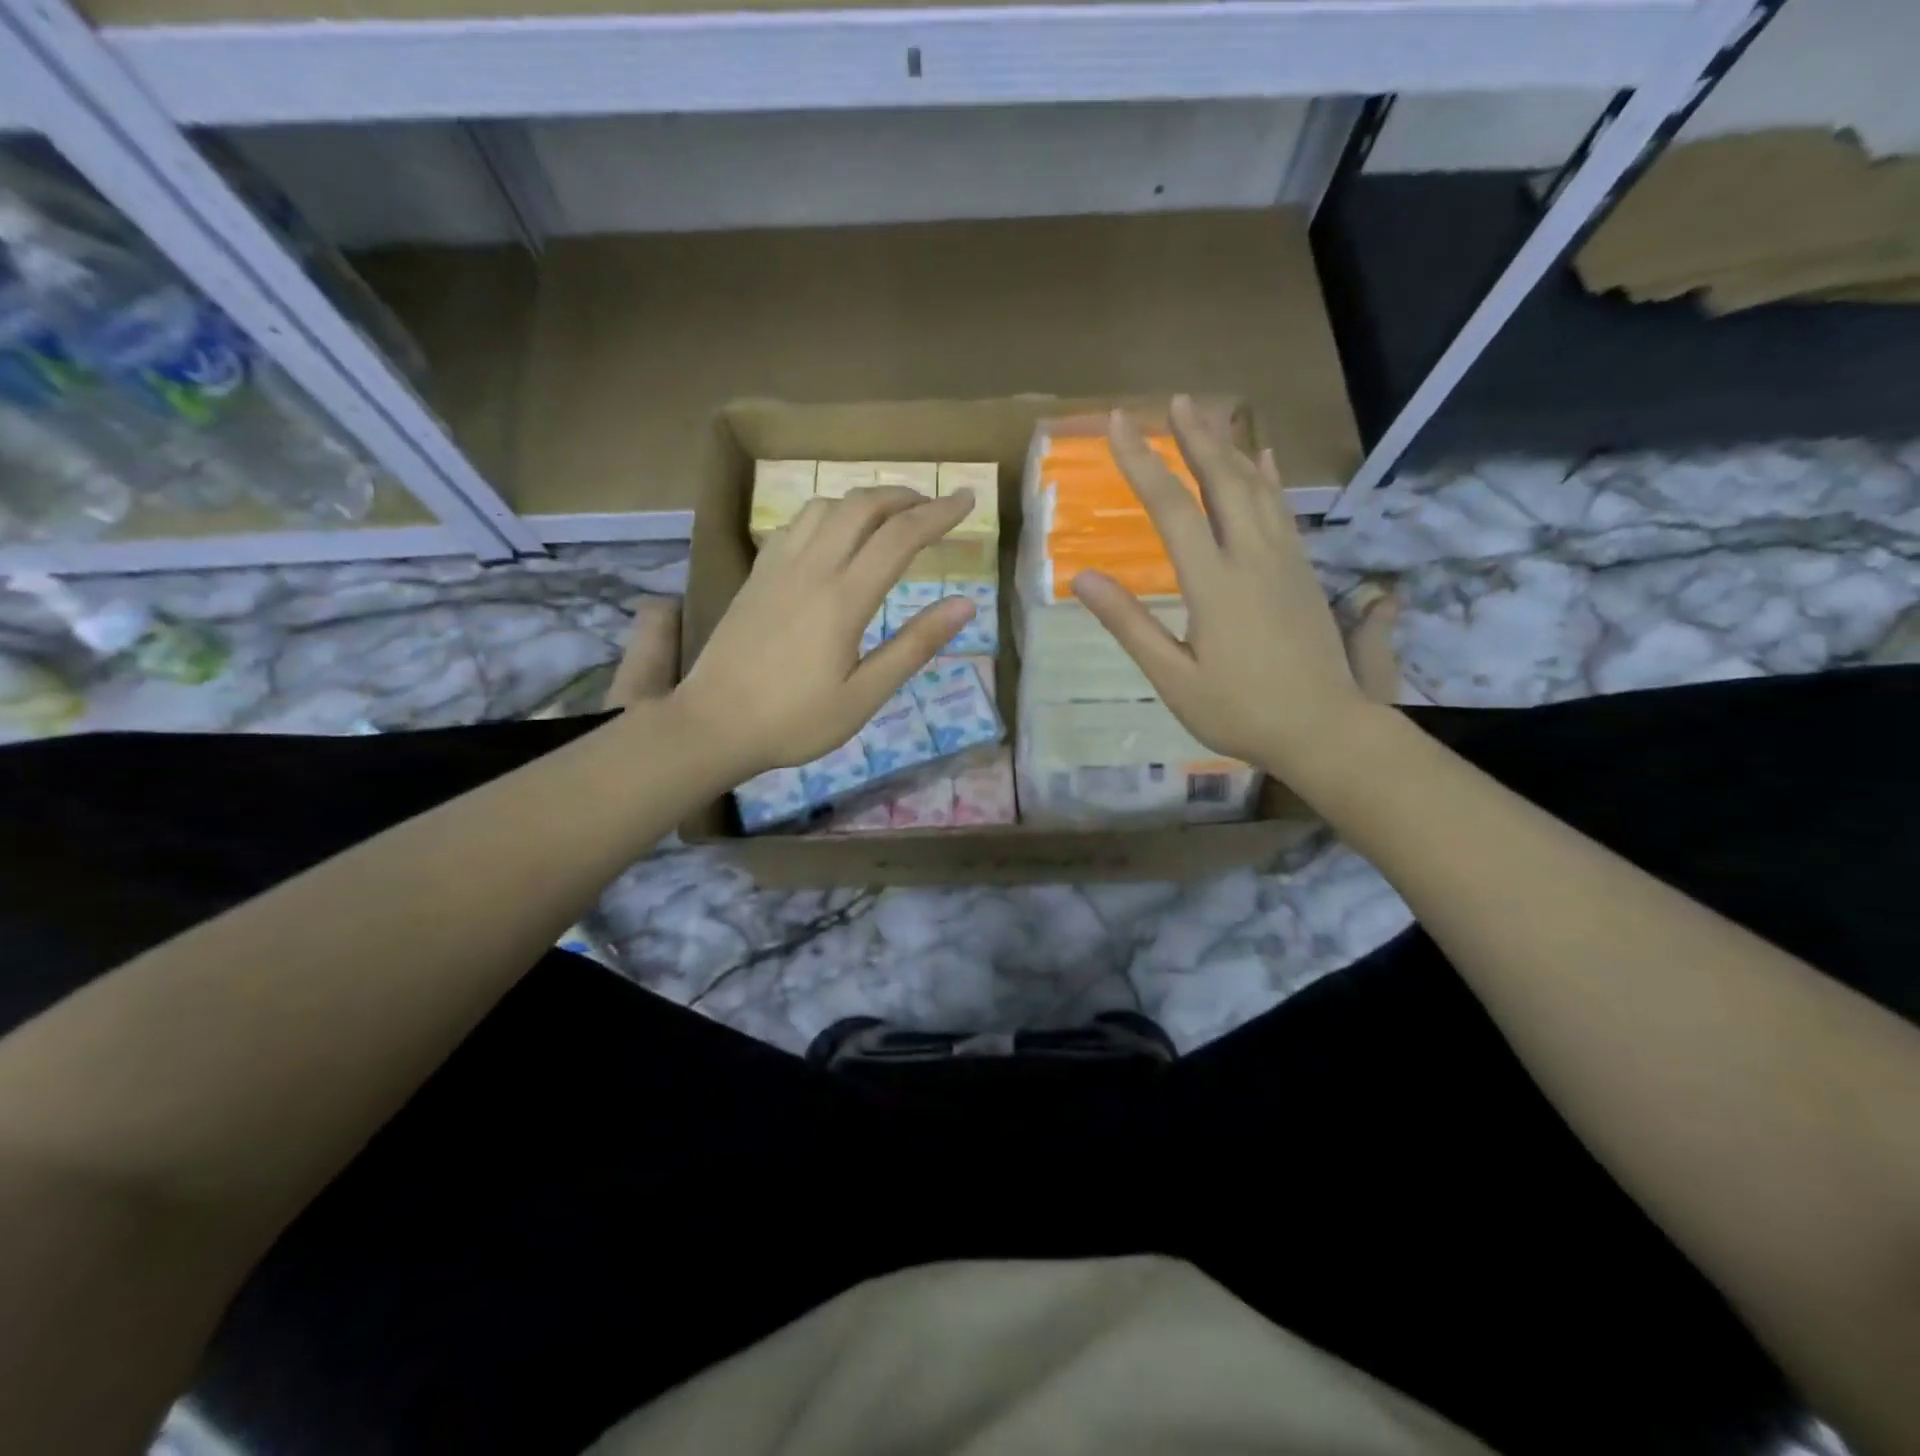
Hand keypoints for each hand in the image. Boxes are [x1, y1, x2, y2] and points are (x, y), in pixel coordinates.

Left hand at [672, 486, 975, 778]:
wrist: (712, 724)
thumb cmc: (795, 720)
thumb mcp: (864, 696)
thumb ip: (915, 646)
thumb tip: (965, 605)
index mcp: (843, 598)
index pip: (900, 537)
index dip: (939, 513)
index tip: (968, 500)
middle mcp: (811, 569)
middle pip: (862, 507)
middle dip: (904, 496)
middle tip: (934, 505)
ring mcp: (778, 568)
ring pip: (825, 507)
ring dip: (864, 501)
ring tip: (890, 517)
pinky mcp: (756, 576)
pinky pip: (795, 524)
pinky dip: (828, 514)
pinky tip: (834, 536)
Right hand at [1071, 396, 1373, 782]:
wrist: (1324, 730)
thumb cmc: (1239, 711)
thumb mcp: (1173, 678)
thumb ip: (1130, 625)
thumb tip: (1083, 578)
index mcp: (1214, 584)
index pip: (1172, 509)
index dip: (1142, 463)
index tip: (1119, 425)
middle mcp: (1252, 558)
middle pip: (1222, 481)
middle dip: (1194, 438)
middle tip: (1173, 400)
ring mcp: (1284, 561)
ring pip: (1257, 488)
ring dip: (1230, 447)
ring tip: (1209, 415)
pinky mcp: (1303, 571)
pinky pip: (1283, 510)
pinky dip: (1269, 477)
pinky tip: (1263, 457)